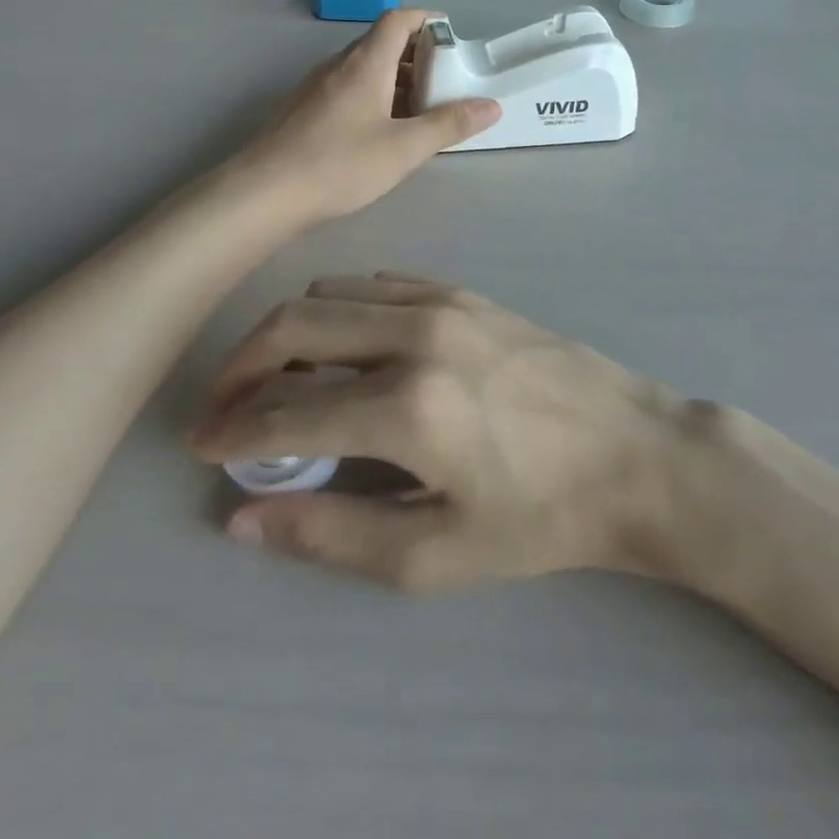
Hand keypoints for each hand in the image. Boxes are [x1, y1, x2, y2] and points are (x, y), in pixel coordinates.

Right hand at [189, 274, 691, 592]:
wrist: (634, 454)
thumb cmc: (540, 518)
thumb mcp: (436, 555)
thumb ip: (331, 535)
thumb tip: (243, 518)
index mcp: (407, 408)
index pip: (287, 414)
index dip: (233, 431)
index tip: (204, 444)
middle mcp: (415, 336)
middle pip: (293, 326)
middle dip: (242, 365)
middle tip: (224, 404)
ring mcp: (441, 303)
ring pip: (330, 293)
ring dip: (289, 332)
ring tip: (282, 379)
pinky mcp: (462, 291)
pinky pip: (377, 283)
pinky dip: (341, 309)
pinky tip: (346, 346)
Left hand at [232, 10, 498, 226]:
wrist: (264, 192)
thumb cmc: (339, 164)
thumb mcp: (404, 148)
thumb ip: (449, 125)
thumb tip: (491, 105)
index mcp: (365, 63)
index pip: (398, 19)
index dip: (426, 19)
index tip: (451, 34)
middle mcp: (338, 65)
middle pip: (381, 43)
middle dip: (416, 55)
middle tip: (444, 81)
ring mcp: (315, 87)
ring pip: (363, 69)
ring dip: (394, 79)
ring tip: (419, 109)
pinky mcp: (302, 110)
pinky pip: (346, 89)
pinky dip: (372, 96)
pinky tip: (380, 131)